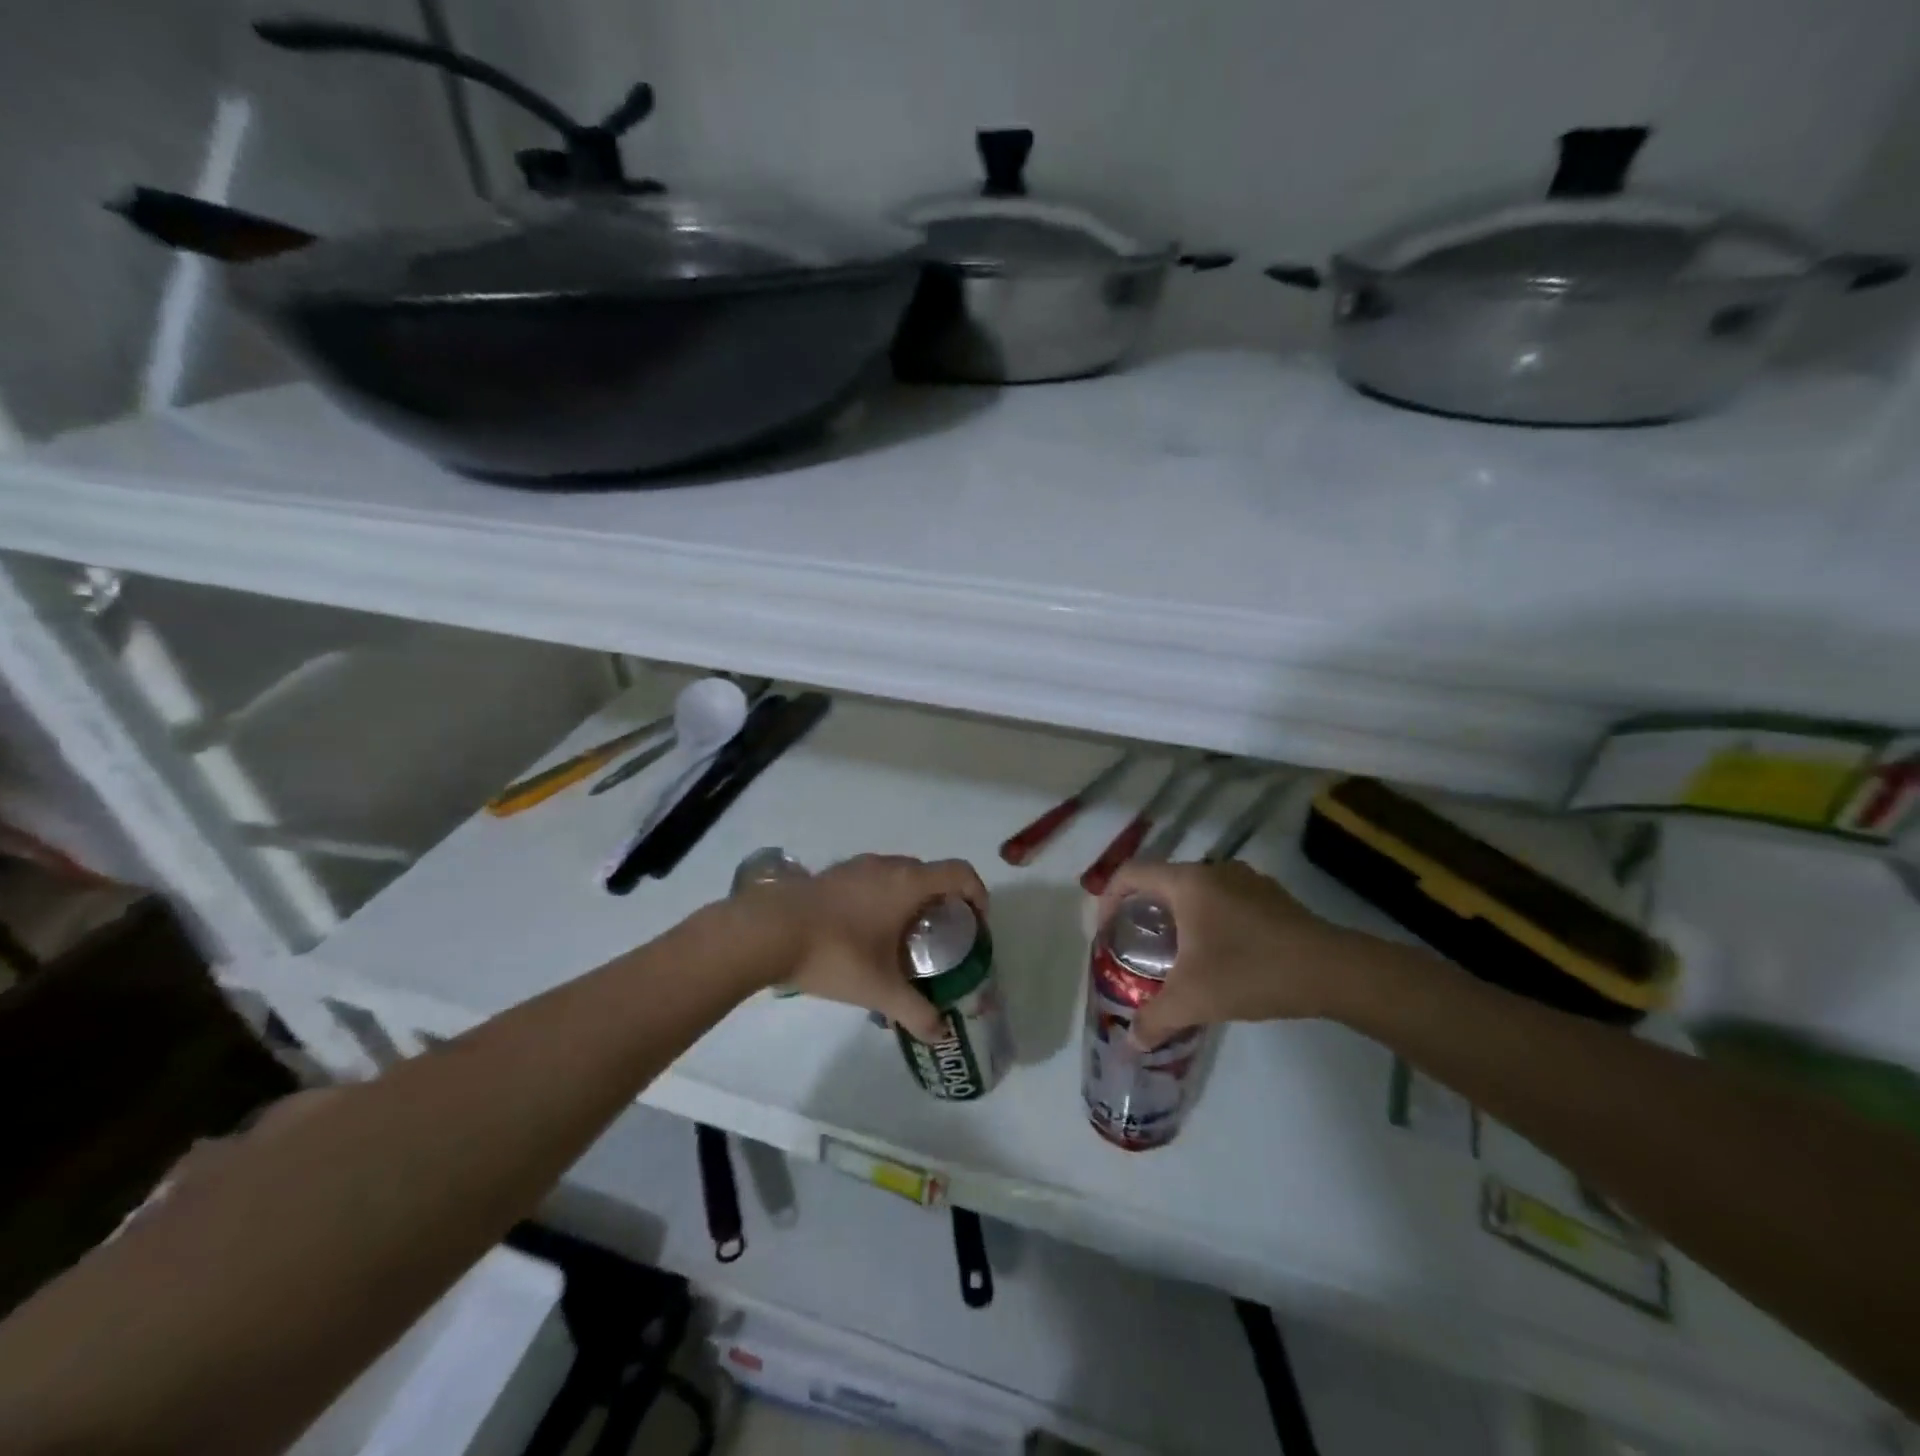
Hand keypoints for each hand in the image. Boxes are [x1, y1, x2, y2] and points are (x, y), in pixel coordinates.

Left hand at [750, 855, 988, 1041]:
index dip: (978, 894)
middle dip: (944, 902)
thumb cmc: (835, 953)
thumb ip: (915, 1012)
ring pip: (899, 876)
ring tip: (902, 939)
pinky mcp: (833, 874)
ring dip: (911, 900)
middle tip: (940, 939)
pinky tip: (864, 934)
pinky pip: (873, 880)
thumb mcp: (879, 989)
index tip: (977, 924)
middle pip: (931, 874)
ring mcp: (857, 866)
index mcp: (907, 883)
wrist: (767, 930)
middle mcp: (887, 866)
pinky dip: (883, 899)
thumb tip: (940, 1034)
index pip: (960, 873)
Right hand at [1099, 860, 1358, 1046]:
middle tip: (1139, 949)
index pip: (1130, 874)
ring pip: (1196, 891)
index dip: (1108, 900)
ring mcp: (1246, 880)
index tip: (1108, 933)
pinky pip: (1224, 899)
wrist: (1333, 971)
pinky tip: (1221, 956)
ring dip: (1178, 916)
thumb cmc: (1250, 971)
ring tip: (1178, 955)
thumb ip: (1154, 1019)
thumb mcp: (1193, 1000)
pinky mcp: (1271, 897)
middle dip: (1144, 912)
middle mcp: (1213, 870)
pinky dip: (1209, 919)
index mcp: (1186, 882)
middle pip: (1162, 881)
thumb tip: (1130, 1043)